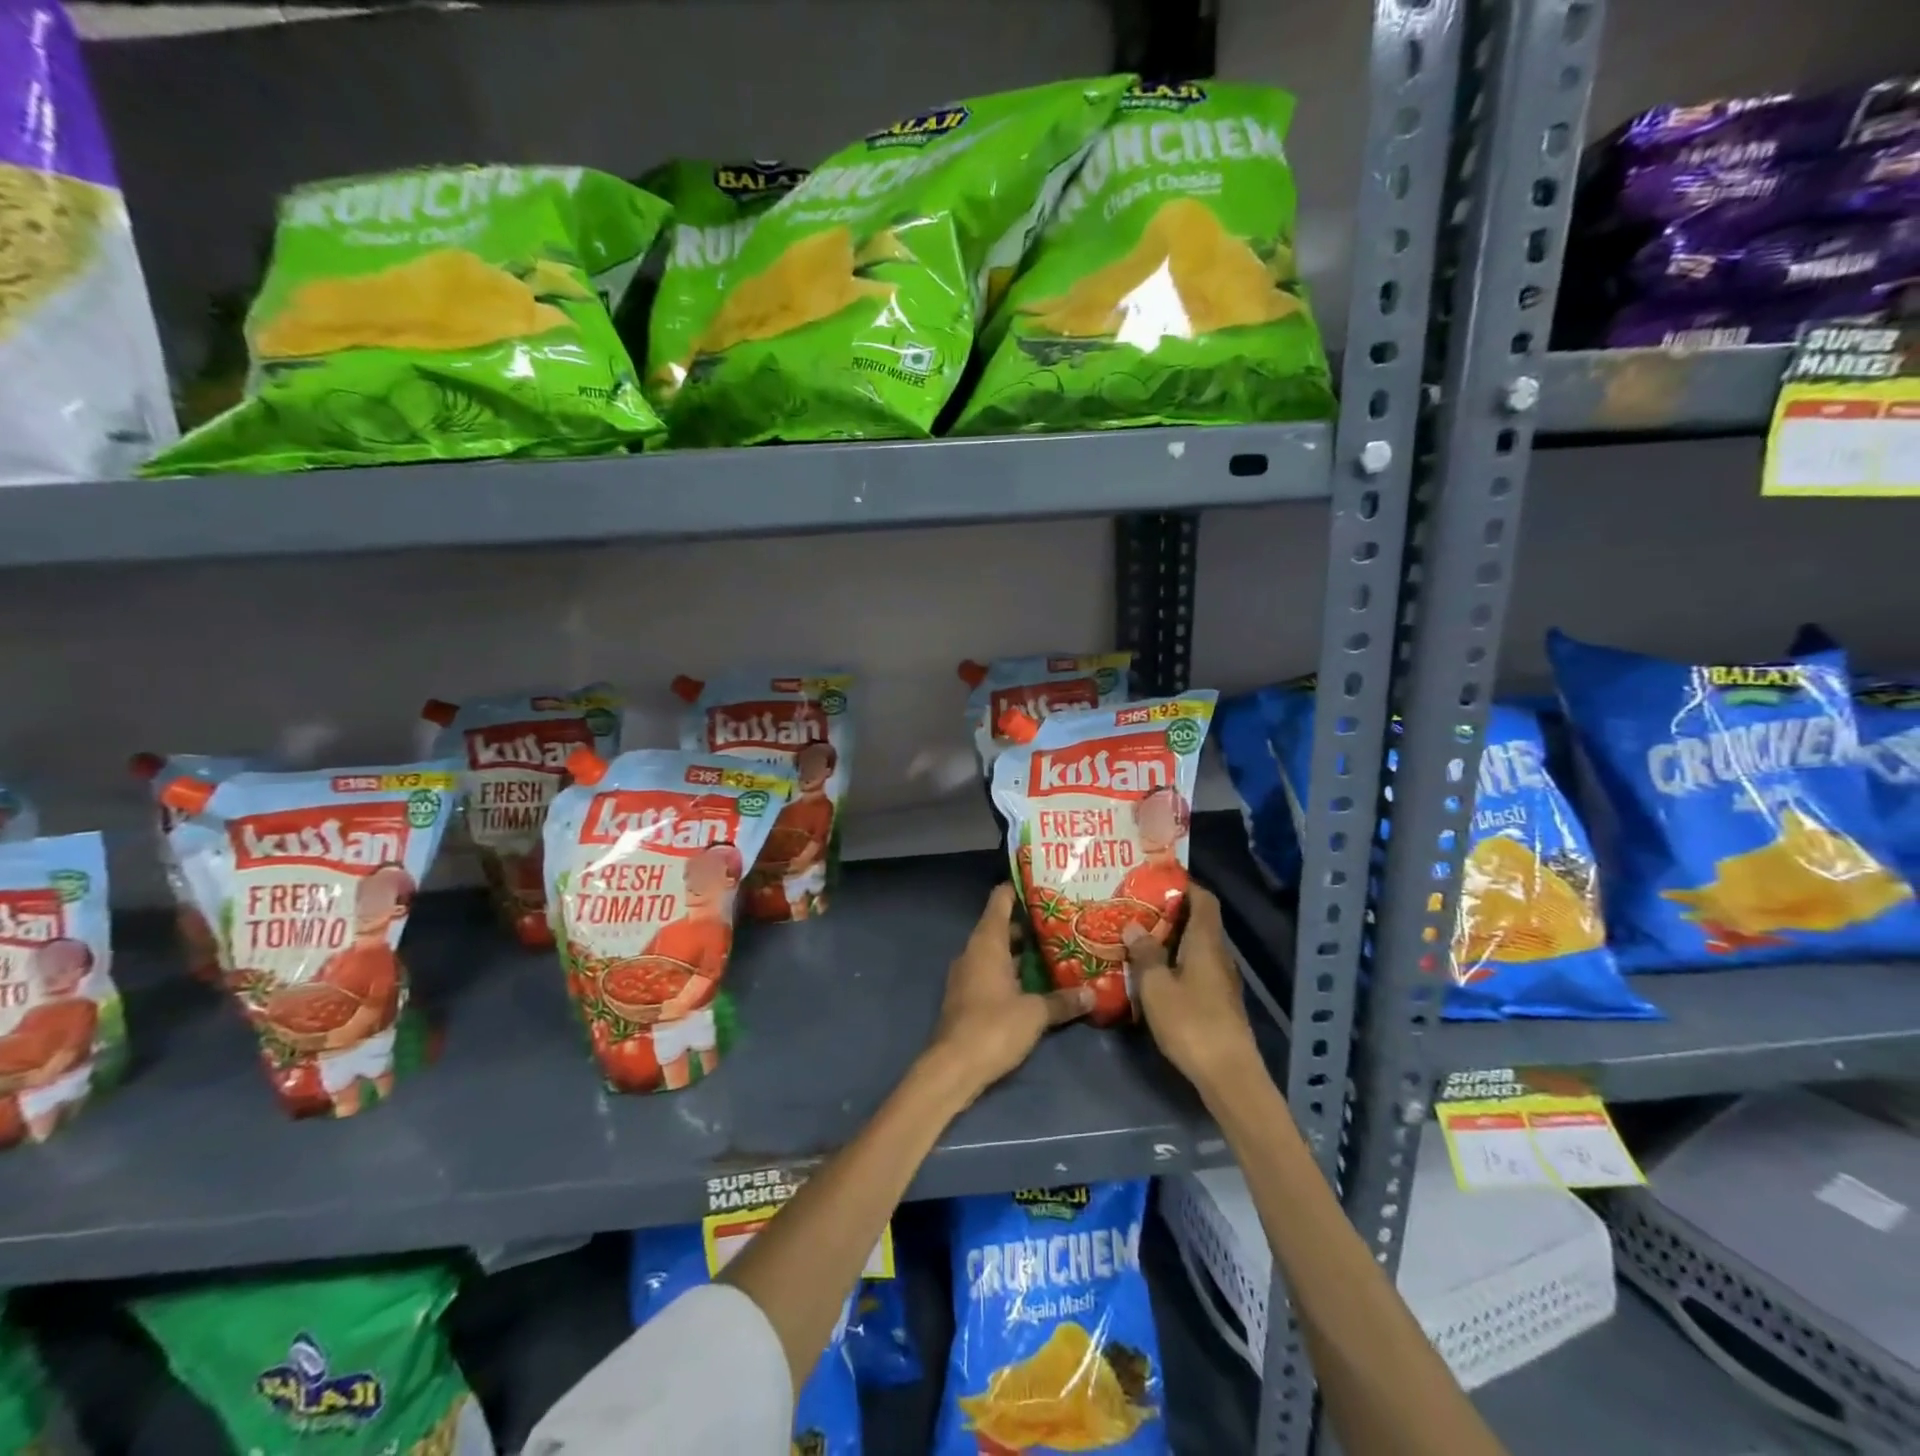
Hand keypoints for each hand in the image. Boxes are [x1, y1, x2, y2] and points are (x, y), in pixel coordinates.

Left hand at [925, 883, 1091, 1101]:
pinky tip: (1038, 983)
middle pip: (1002, 927)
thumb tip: (1093, 994)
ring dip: (1023, 952)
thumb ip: (1062, 1001)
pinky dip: (1014, 972)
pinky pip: (994, 973)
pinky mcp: (969, 998)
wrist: (953, 1068)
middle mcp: (974, 952)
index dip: (1018, 888)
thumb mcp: (1034, 1014)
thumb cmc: (993, 1028)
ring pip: (999, 953)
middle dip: (1030, 924)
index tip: (1043, 882)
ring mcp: (968, 975)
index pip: (1000, 901)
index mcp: (986, 943)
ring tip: (1058, 949)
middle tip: (1063, 921)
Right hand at [1127, 885, 1259, 1093]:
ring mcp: (1221, 980)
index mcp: (1206, 942)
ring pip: (1196, 947)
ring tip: (1137, 937)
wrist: (1229, 1075)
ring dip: (1170, 939)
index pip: (1204, 900)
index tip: (1156, 879)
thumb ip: (1145, 954)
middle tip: (1135, 908)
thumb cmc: (1191, 1022)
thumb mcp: (1156, 986)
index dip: (1185, 885)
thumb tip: (1134, 926)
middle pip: (1199, 922)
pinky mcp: (1218, 1002)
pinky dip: (1176, 962)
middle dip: (1169, 912)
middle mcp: (1218, 955)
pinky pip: (1195, 968)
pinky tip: (1152, 972)